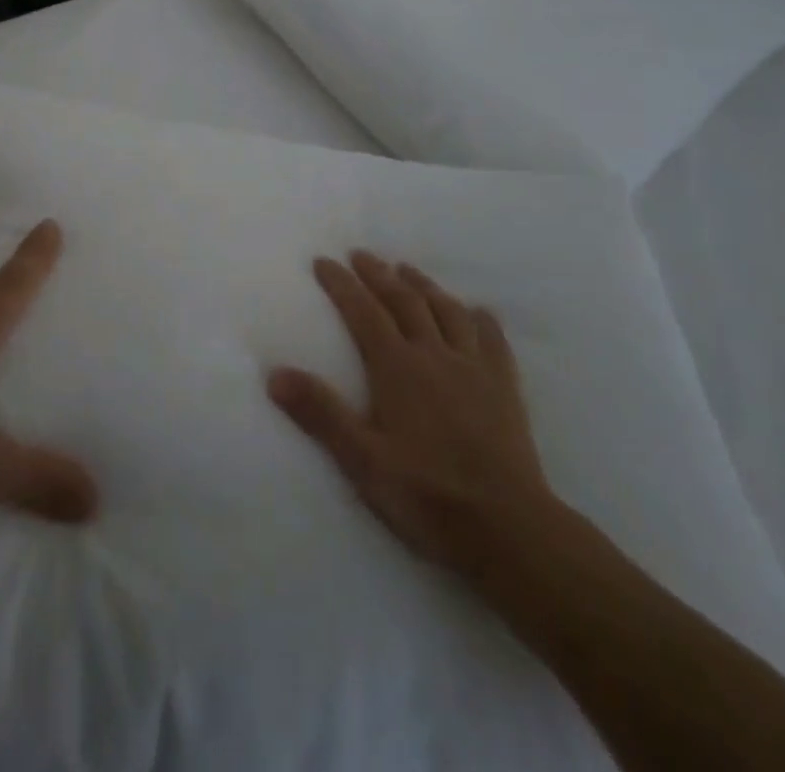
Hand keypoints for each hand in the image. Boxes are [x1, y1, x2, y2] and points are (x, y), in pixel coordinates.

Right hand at [268, 253, 553, 575]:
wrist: (509, 528)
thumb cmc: (427, 494)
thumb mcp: (362, 460)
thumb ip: (320, 413)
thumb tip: (274, 373)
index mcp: (397, 368)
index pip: (363, 312)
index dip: (341, 284)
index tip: (323, 261)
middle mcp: (434, 355)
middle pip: (404, 301)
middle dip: (378, 274)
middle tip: (361, 255)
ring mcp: (474, 369)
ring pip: (447, 312)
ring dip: (424, 286)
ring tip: (407, 270)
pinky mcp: (505, 389)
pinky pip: (493, 341)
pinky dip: (481, 320)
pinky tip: (477, 312)